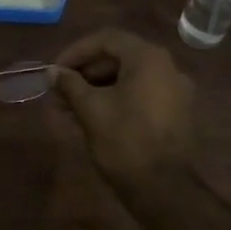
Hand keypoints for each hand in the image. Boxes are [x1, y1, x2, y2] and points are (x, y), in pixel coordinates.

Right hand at [53, 29, 196, 196]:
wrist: (165, 190)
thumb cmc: (125, 142)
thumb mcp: (91, 109)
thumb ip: (70, 84)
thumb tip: (54, 72)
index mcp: (148, 58)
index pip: (106, 39)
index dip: (76, 52)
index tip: (55, 70)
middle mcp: (167, 67)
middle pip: (119, 57)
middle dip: (85, 72)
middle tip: (59, 90)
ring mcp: (176, 91)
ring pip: (129, 78)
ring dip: (97, 88)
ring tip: (69, 108)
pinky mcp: (176, 113)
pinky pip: (141, 94)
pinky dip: (116, 99)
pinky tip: (93, 118)